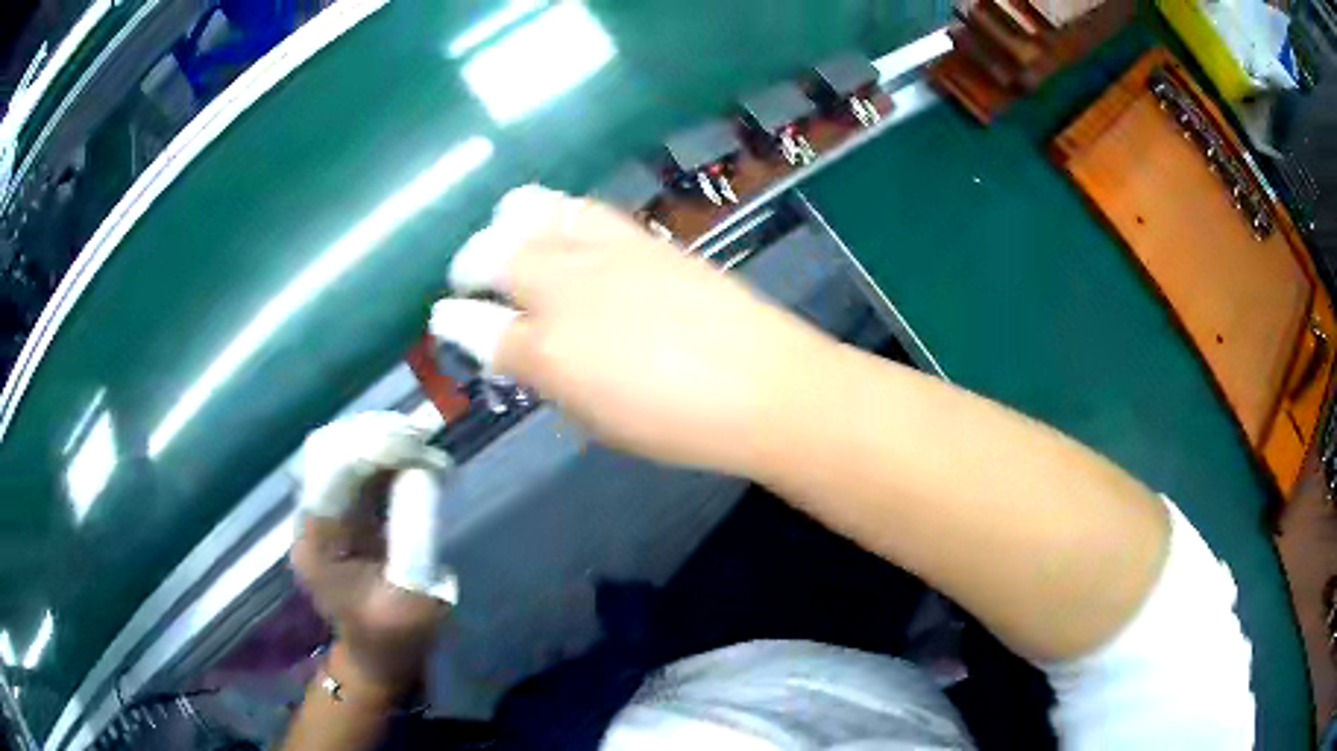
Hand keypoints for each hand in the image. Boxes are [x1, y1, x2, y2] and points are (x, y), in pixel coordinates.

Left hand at [291, 413, 454, 693]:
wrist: (376, 657)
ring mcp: (322, 516)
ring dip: (379, 441)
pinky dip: (383, 458)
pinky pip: (355, 471)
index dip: (370, 447)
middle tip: (422, 437)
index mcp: (317, 545)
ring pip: (340, 455)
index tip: (414, 442)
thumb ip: (415, 535)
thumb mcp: (414, 598)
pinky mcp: (340, 516)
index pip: (331, 474)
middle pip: (329, 454)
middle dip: (375, 435)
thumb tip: (424, 474)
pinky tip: (411, 457)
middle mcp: (311, 521)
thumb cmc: (395, 637)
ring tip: (421, 442)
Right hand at [430, 186, 835, 475]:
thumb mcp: (597, 419)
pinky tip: (556, 228)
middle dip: (470, 264)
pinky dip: (552, 215)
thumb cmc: (678, 423)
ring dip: (506, 225)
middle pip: (493, 254)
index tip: (444, 318)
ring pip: (531, 212)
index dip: (452, 322)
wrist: (764, 385)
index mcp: (549, 351)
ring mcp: (605, 252)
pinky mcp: (642, 236)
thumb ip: (548, 378)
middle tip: (471, 279)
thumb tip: (517, 349)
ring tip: (506, 237)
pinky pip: (580, 208)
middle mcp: (565, 289)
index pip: (476, 326)